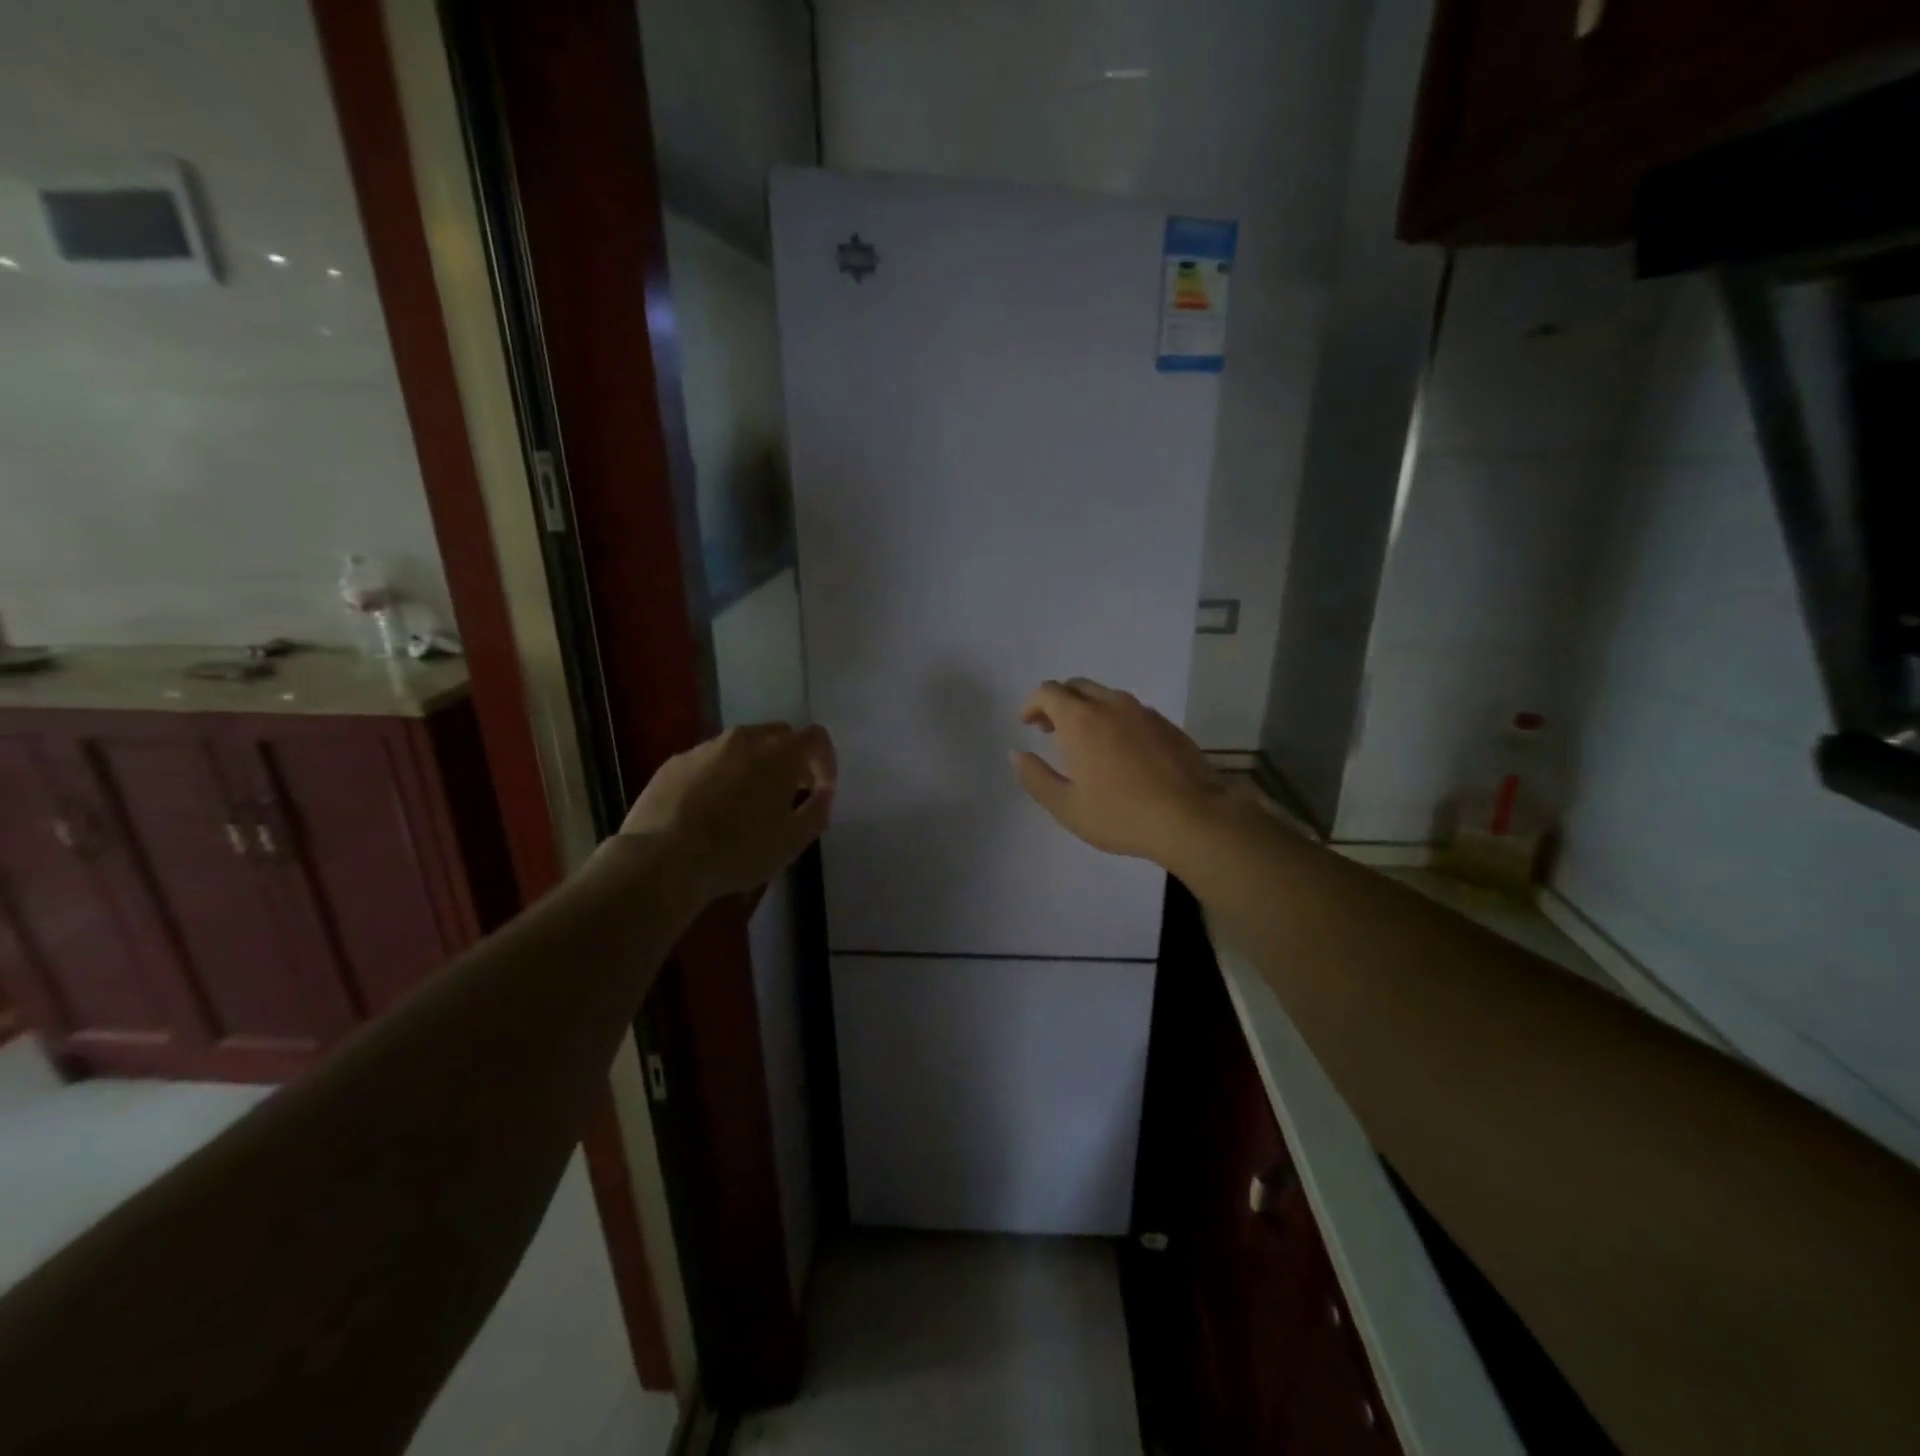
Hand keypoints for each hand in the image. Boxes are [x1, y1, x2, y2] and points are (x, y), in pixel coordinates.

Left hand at [620, 723, 835, 903]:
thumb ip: (818, 811)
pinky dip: (721, 776)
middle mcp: (743, 739)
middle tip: (789, 794)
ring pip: (742, 746)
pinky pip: (710, 761)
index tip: (821, 791)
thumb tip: (823, 794)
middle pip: (779, 735)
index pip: (816, 737)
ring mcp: (705, 748)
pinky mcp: (675, 763)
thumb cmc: (738, 851)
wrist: (662, 860)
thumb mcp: (793, 841)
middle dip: (791, 760)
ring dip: (755, 767)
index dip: (826, 762)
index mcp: (779, 754)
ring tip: (748, 805)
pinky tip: (712, 810)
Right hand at [1010, 679, 1226, 866]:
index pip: (1048, 691)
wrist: (1191, 818)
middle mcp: (1111, 704)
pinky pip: (1130, 710)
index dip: (1033, 704)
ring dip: (1087, 709)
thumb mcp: (1066, 806)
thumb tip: (1018, 754)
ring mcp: (1143, 711)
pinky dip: (1114, 719)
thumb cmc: (1121, 815)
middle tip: (1050, 730)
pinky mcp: (1167, 724)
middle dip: (1058, 703)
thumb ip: (1035, 777)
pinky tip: (1120, 751)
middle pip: (1076, 686)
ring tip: (1085, 742)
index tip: (1028, 724)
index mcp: (1080, 719)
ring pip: (1105, 696)